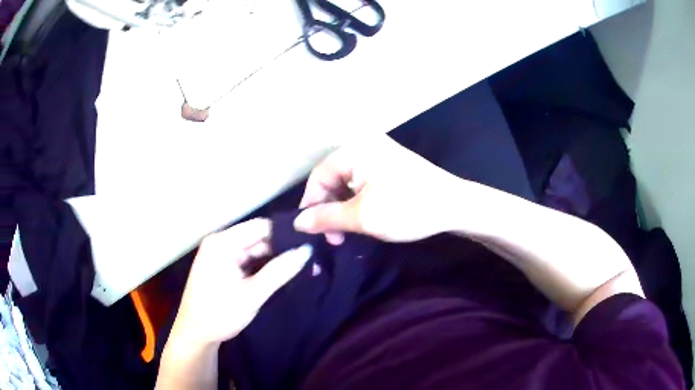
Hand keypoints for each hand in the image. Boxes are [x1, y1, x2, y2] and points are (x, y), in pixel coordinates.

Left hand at [169, 219, 311, 346]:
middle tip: (310, 260)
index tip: (310, 244)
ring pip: (254, 250)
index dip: (286, 234)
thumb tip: (307, 250)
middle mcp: (220, 242)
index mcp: (223, 242)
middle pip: (258, 238)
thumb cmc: (220, 313)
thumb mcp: (253, 294)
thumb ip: (280, 271)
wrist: (196, 335)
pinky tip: (281, 274)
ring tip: (302, 268)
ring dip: (274, 260)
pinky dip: (263, 268)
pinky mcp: (222, 266)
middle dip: (282, 250)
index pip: (261, 226)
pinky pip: (247, 260)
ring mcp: (220, 254)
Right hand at [294, 135, 461, 242]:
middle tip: (334, 238)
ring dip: (344, 209)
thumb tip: (297, 222)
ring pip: (348, 184)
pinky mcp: (391, 166)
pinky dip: (358, 203)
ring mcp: (380, 155)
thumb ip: (326, 218)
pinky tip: (362, 220)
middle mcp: (364, 146)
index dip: (311, 204)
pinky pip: (364, 183)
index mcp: (354, 150)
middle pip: (333, 179)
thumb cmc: (407, 208)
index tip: (311, 231)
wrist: (455, 206)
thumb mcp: (362, 217)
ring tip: (348, 234)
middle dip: (330, 210)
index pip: (318, 176)